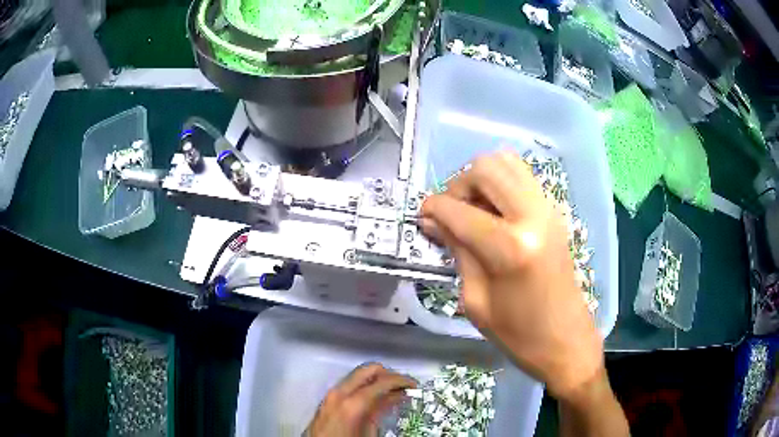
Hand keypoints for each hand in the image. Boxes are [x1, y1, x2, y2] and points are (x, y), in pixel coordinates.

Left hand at [306, 363, 415, 436]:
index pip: (382, 381)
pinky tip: (375, 398)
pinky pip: (350, 385)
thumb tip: (396, 397)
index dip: (402, 380)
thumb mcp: (371, 431)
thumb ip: (382, 410)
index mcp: (353, 401)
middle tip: (403, 385)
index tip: (414, 385)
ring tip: (392, 392)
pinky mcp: (328, 399)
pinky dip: (365, 386)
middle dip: (388, 374)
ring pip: (358, 375)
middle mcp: (340, 392)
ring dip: (377, 379)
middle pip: (368, 370)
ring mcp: (332, 394)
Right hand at [420, 151, 603, 399]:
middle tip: (452, 213)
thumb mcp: (476, 301)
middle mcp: (533, 217)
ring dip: (482, 179)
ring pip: (507, 162)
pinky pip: (522, 177)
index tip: (423, 217)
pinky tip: (494, 212)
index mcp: (510, 248)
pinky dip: (501, 183)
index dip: (433, 209)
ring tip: (473, 209)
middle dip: (459, 185)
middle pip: (486, 168)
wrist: (566, 340)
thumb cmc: (518, 335)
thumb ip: (457, 252)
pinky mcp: (555, 212)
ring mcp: (549, 210)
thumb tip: (434, 221)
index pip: (459, 210)